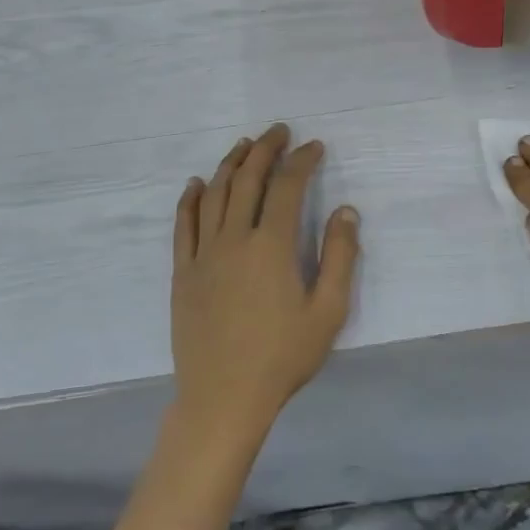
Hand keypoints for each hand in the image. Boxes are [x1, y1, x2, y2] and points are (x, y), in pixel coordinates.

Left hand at [171, 123, 360, 443]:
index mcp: (271, 246)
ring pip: (215, 194)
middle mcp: (234, 239)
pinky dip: (191, 198)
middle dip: (265, 149)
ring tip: (245, 144)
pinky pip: (183, 224)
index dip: (301, 161)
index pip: (287, 187)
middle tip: (279, 131)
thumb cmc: (282, 357)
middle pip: (248, 179)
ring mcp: (203, 254)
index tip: (314, 147)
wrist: (223, 398)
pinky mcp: (183, 272)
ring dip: (231, 163)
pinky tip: (197, 183)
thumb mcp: (328, 312)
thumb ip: (339, 257)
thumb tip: (346, 211)